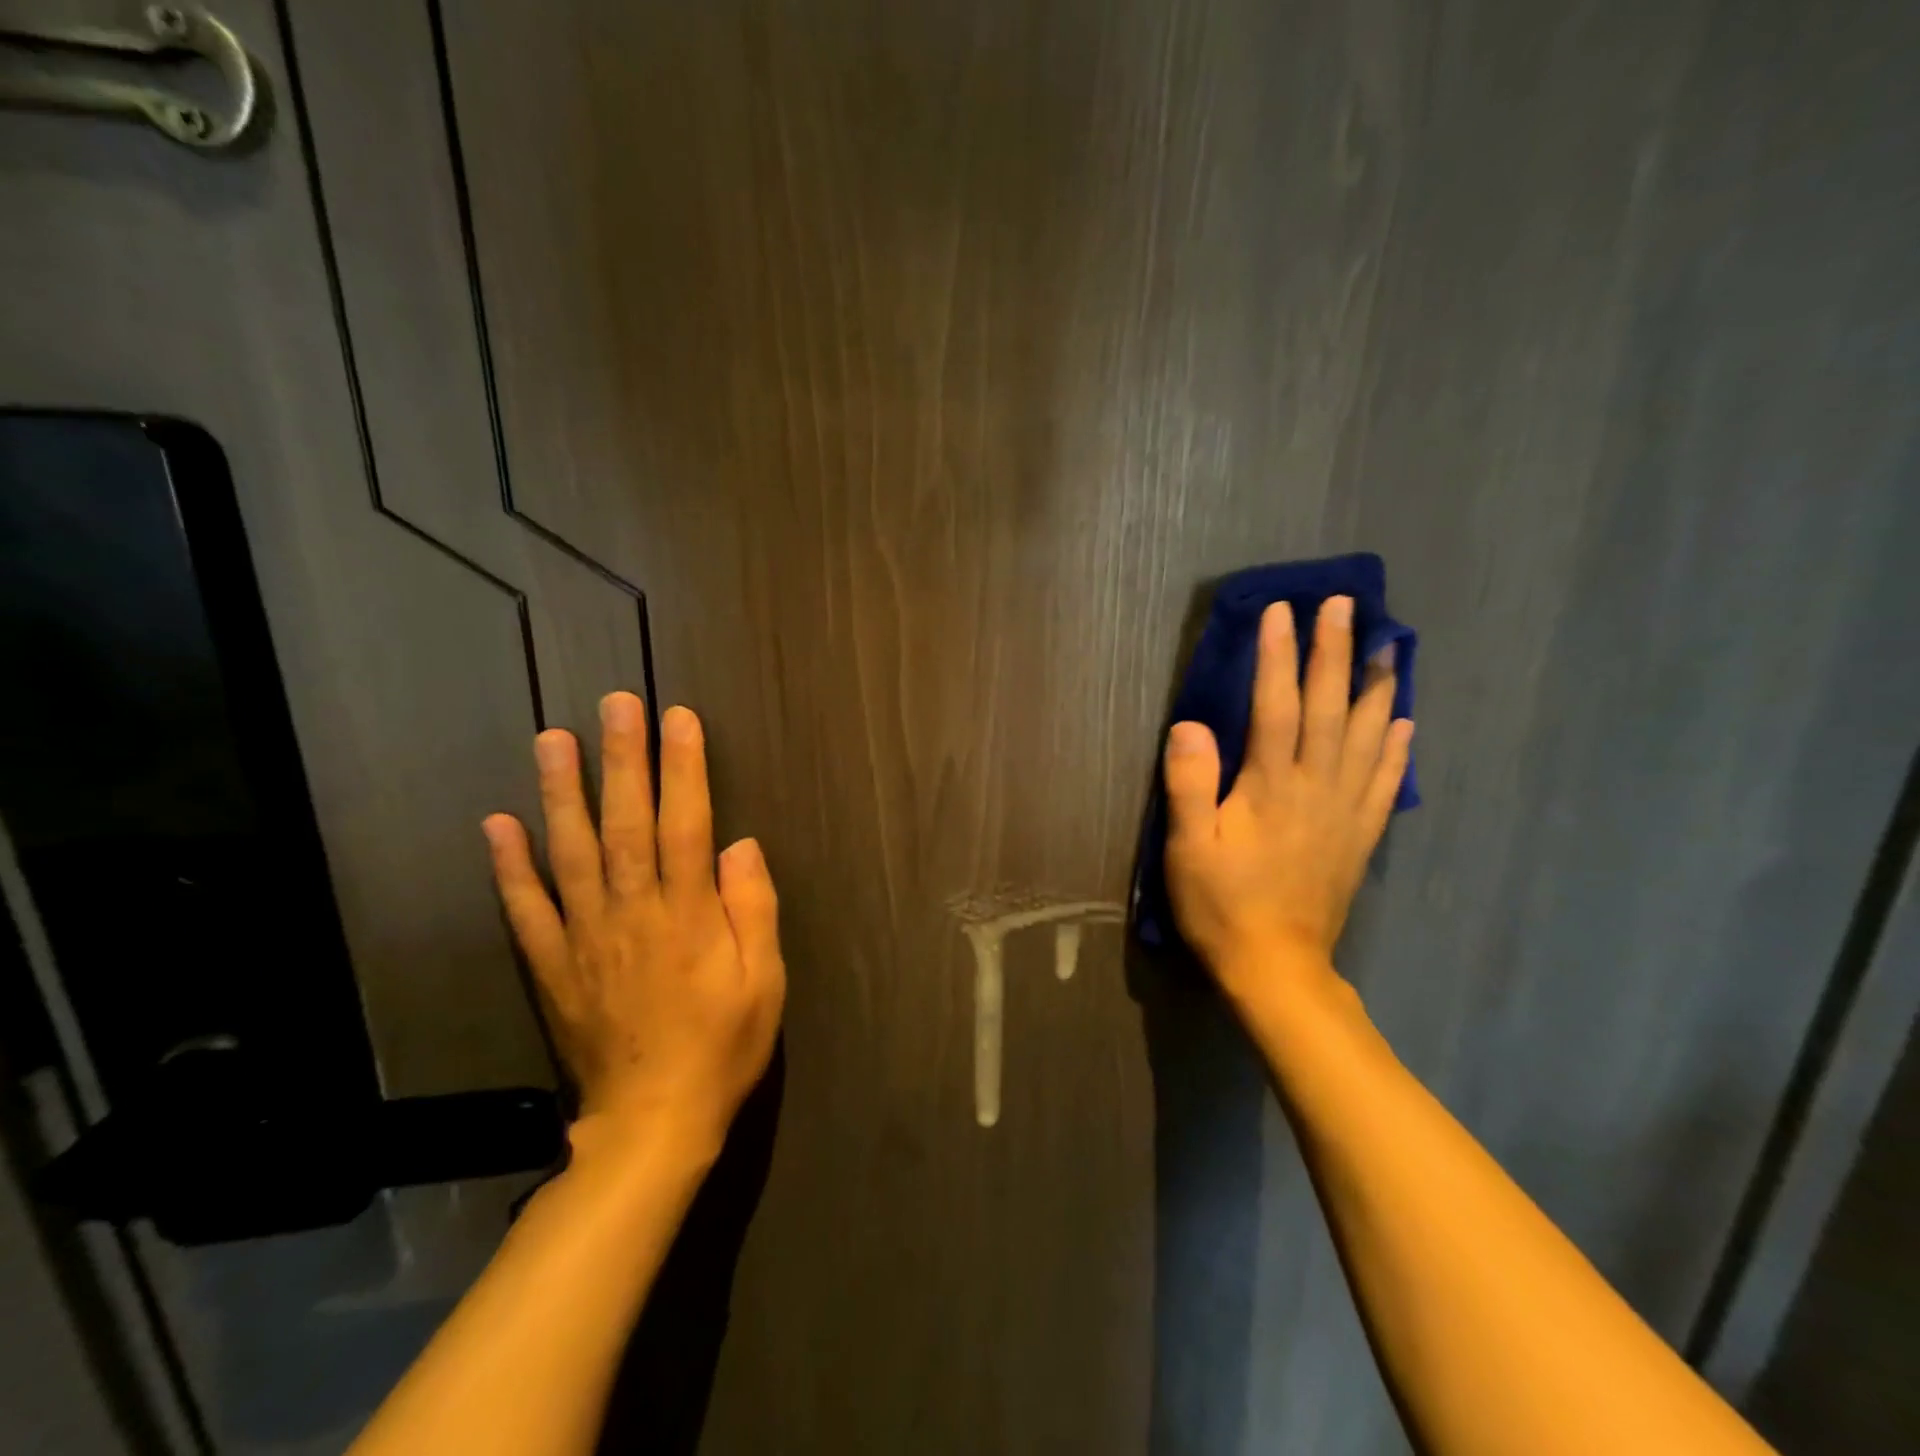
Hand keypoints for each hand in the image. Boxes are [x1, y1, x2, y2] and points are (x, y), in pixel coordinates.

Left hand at [481, 694, 783, 1157]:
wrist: (651, 1123)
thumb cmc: (723, 1046)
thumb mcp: (764, 980)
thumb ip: (753, 907)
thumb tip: (740, 843)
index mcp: (688, 914)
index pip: (687, 824)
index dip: (684, 768)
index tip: (678, 717)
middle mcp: (632, 913)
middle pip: (626, 823)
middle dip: (622, 759)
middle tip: (615, 703)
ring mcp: (585, 938)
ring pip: (571, 852)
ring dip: (560, 793)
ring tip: (552, 740)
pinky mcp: (552, 967)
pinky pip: (526, 910)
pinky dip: (509, 867)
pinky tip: (498, 824)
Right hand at [1162, 595, 1412, 1007]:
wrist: (1277, 967)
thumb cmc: (1221, 904)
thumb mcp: (1186, 847)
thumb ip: (1189, 784)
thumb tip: (1189, 724)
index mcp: (1271, 786)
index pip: (1277, 706)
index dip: (1279, 656)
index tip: (1283, 611)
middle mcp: (1317, 788)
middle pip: (1329, 708)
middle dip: (1335, 652)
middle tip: (1345, 605)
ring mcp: (1346, 811)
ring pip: (1367, 737)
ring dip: (1376, 686)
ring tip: (1387, 645)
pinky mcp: (1360, 836)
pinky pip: (1386, 783)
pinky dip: (1396, 748)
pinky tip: (1403, 722)